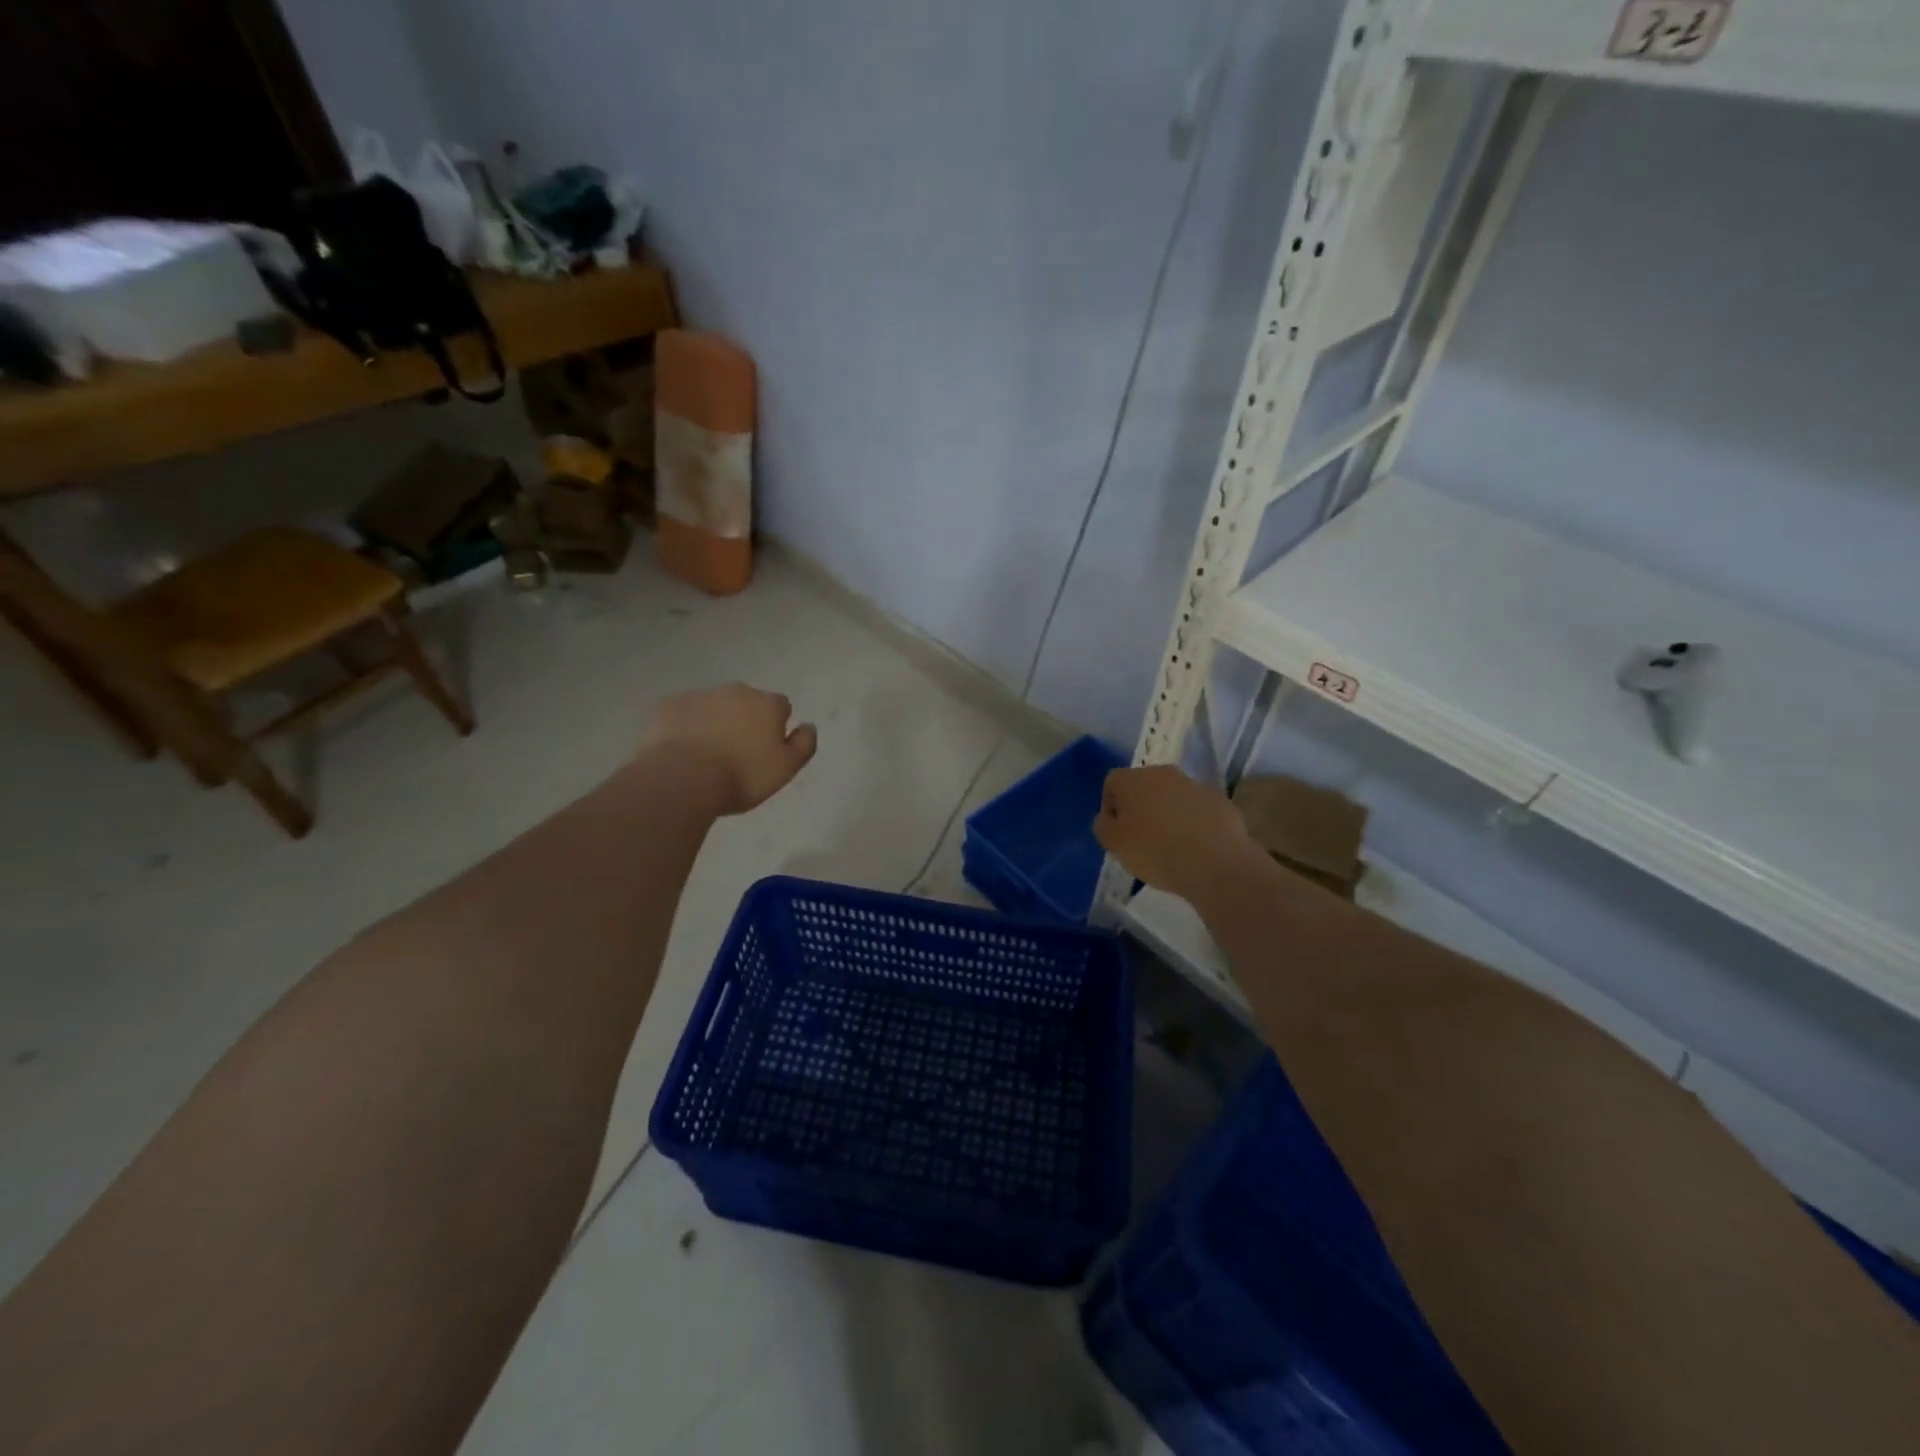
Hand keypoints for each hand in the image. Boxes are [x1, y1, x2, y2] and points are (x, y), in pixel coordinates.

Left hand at [639, 683, 817, 814]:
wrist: (682, 779)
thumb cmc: (742, 776)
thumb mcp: (786, 769)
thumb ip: (804, 744)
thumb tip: (808, 725)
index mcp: (767, 704)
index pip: (781, 707)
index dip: (776, 727)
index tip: (766, 750)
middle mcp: (736, 691)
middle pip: (746, 702)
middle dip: (744, 720)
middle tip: (736, 753)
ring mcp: (699, 695)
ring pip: (713, 706)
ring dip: (715, 722)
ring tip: (706, 755)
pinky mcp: (668, 706)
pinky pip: (683, 714)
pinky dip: (685, 726)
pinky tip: (681, 751)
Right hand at [1093, 765, 1259, 904]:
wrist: (1216, 863)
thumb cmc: (1155, 851)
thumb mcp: (1113, 844)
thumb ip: (1103, 825)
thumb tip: (1109, 817)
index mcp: (1132, 779)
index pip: (1111, 784)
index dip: (1110, 808)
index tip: (1117, 834)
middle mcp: (1163, 773)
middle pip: (1143, 787)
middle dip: (1140, 808)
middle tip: (1141, 839)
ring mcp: (1194, 785)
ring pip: (1172, 797)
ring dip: (1167, 814)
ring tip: (1170, 846)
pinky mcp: (1220, 801)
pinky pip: (1197, 810)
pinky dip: (1193, 823)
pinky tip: (1195, 847)